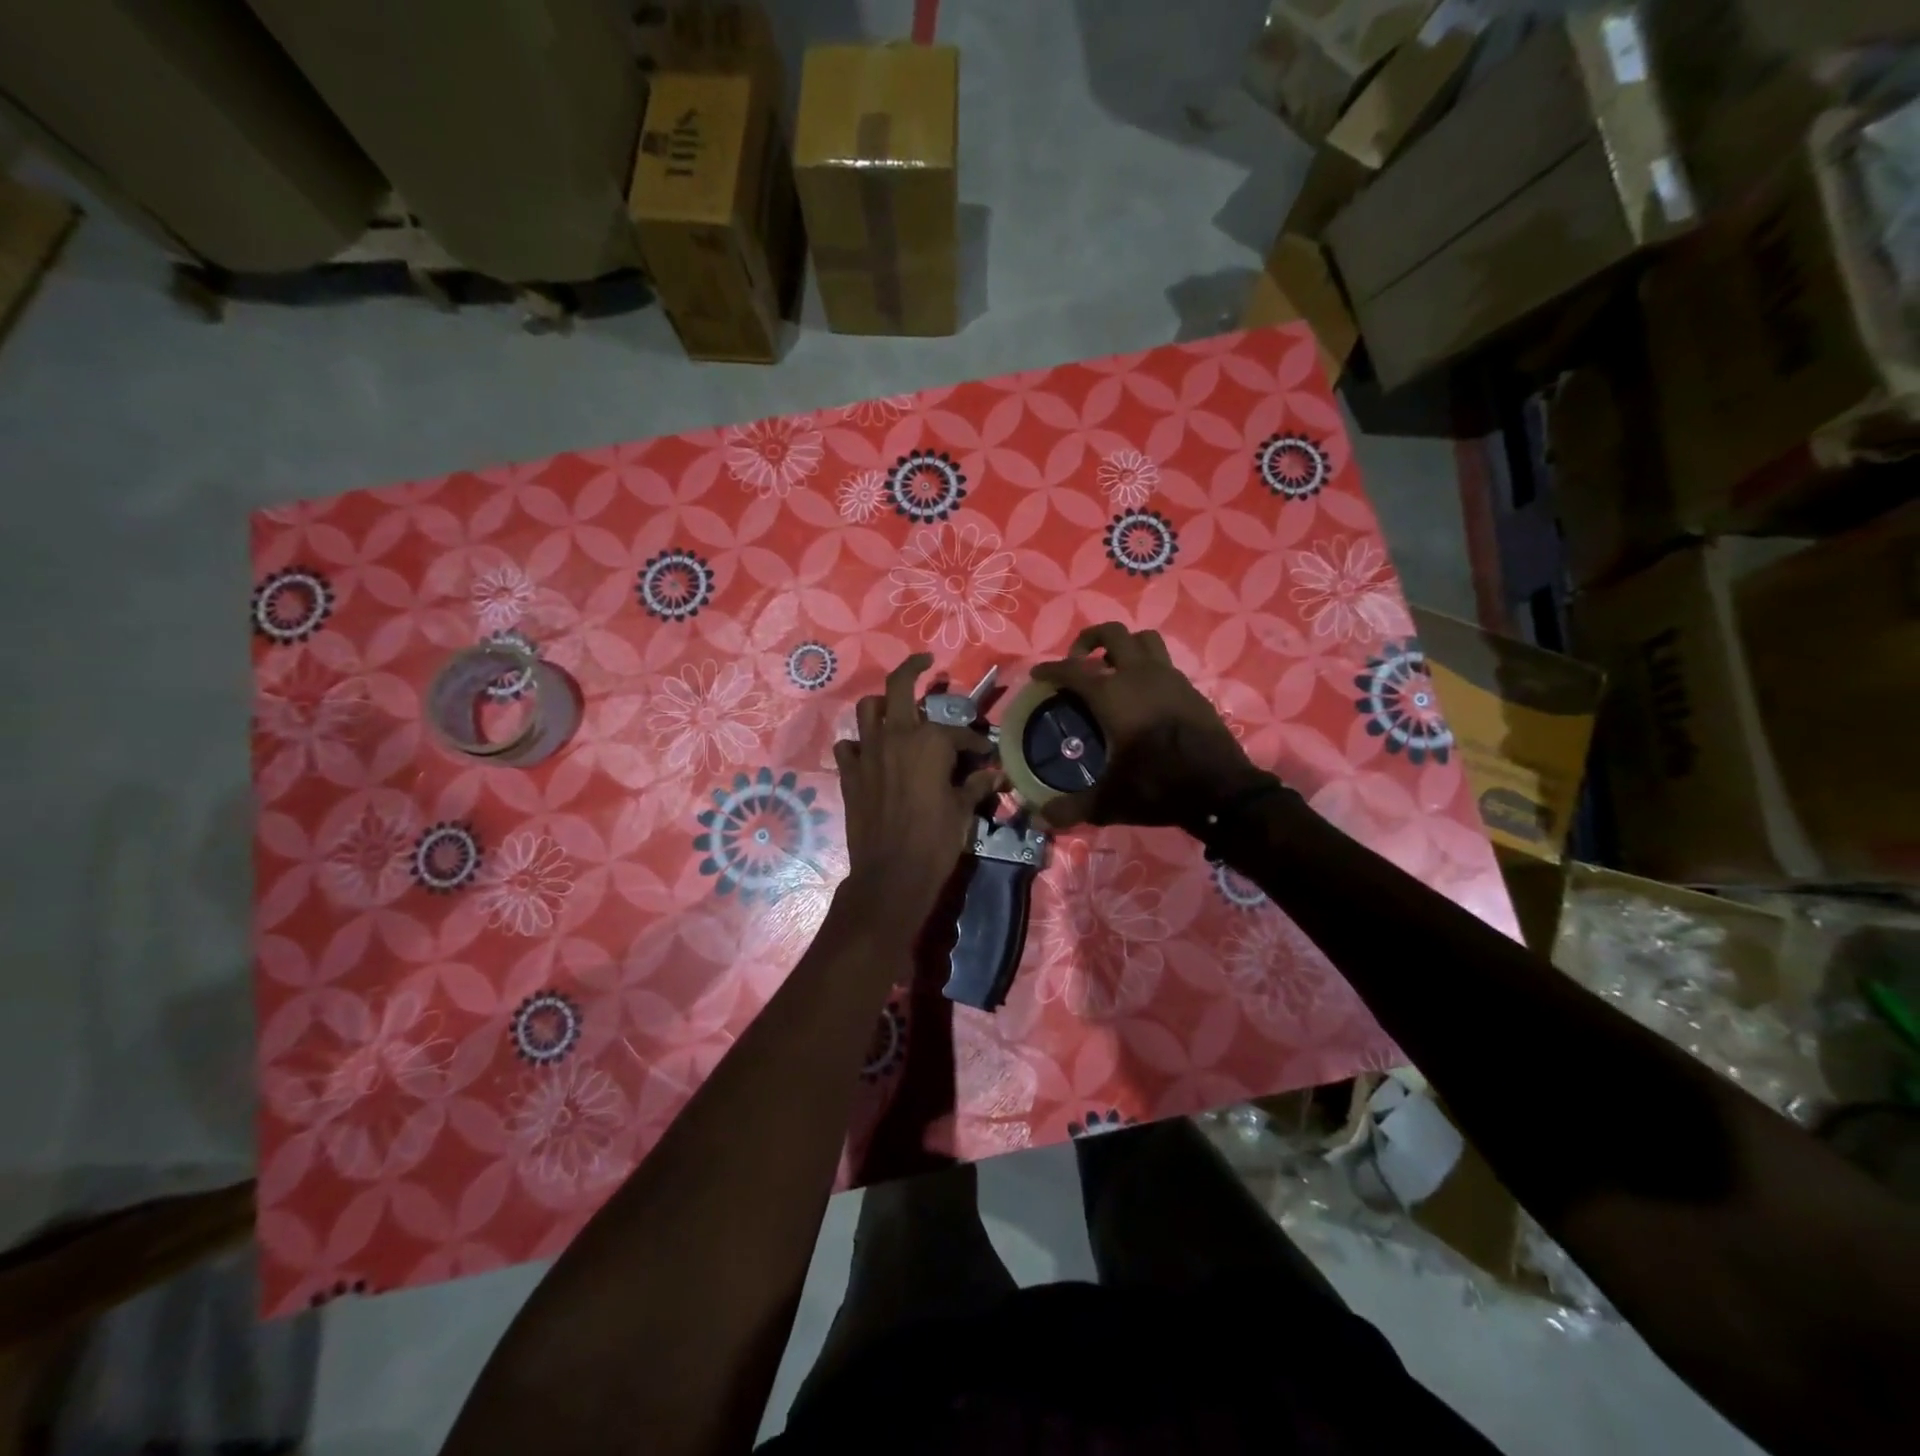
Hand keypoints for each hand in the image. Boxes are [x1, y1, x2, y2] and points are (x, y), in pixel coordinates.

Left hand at [833, 653, 1003, 930]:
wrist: (891, 874)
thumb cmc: (935, 840)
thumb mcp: (963, 810)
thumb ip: (976, 784)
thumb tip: (995, 773)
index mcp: (929, 741)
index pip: (958, 730)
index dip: (975, 740)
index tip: (984, 753)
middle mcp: (895, 736)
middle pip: (898, 685)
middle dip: (913, 668)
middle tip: (925, 663)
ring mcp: (867, 752)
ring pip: (867, 709)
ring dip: (882, 705)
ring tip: (895, 711)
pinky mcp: (849, 773)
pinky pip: (848, 746)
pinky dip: (859, 744)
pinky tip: (871, 753)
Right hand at [1028, 623, 1273, 830]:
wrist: (1222, 789)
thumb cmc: (1158, 786)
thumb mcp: (1109, 802)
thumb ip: (1072, 809)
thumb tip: (1041, 819)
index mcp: (1113, 695)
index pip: (1073, 670)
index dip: (1051, 669)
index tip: (1038, 673)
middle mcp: (1139, 675)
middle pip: (1112, 634)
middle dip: (1089, 640)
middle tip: (1078, 662)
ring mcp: (1170, 678)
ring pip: (1144, 639)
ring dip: (1124, 646)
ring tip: (1112, 669)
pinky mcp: (1191, 689)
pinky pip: (1164, 663)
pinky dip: (1147, 668)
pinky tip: (1143, 696)